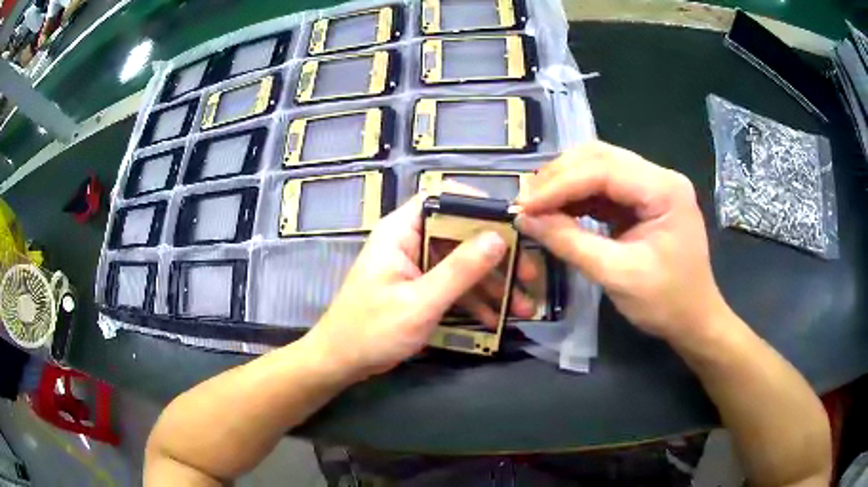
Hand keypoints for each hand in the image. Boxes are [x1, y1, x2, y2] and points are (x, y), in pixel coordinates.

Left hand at [306, 194, 514, 379]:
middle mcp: (411, 241)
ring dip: (492, 284)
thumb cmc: (372, 330)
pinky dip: (475, 300)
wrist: (341, 362)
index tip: (511, 224)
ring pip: (462, 264)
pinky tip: (497, 318)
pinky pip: (454, 286)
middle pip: (460, 234)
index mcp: (401, 231)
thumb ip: (459, 270)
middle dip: (497, 256)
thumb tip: (498, 237)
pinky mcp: (421, 289)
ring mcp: (417, 267)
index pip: (441, 198)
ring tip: (523, 306)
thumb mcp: (420, 302)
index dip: (477, 205)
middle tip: (528, 275)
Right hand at [516, 142, 726, 344]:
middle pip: (599, 157)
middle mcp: (659, 176)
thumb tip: (525, 219)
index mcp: (664, 189)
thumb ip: (570, 242)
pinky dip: (577, 196)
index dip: (559, 184)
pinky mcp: (642, 200)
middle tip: (527, 203)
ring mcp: (651, 186)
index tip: (524, 206)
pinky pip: (603, 187)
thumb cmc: (665, 302)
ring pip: (597, 166)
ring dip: (564, 183)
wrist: (694, 319)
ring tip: (537, 206)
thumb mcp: (616, 275)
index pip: (603, 169)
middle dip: (558, 177)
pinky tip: (557, 210)